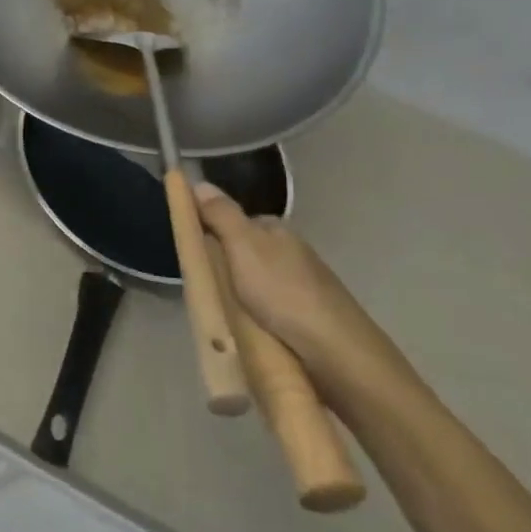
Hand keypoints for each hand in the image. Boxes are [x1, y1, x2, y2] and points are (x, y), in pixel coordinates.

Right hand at [193, 181, 412, 399]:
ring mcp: (304, 283)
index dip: (212, 232)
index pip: (235, 220)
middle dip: (226, 265)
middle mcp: (292, 251)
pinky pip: (271, 305)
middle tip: (206, 285)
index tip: (194, 254)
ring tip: (224, 309)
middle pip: (245, 250)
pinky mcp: (309, 314)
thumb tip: (198, 181)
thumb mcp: (242, 246)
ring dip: (241, 291)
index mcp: (277, 231)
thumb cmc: (283, 292)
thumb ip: (221, 215)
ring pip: (258, 280)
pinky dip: (258, 312)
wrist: (336, 350)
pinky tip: (251, 325)